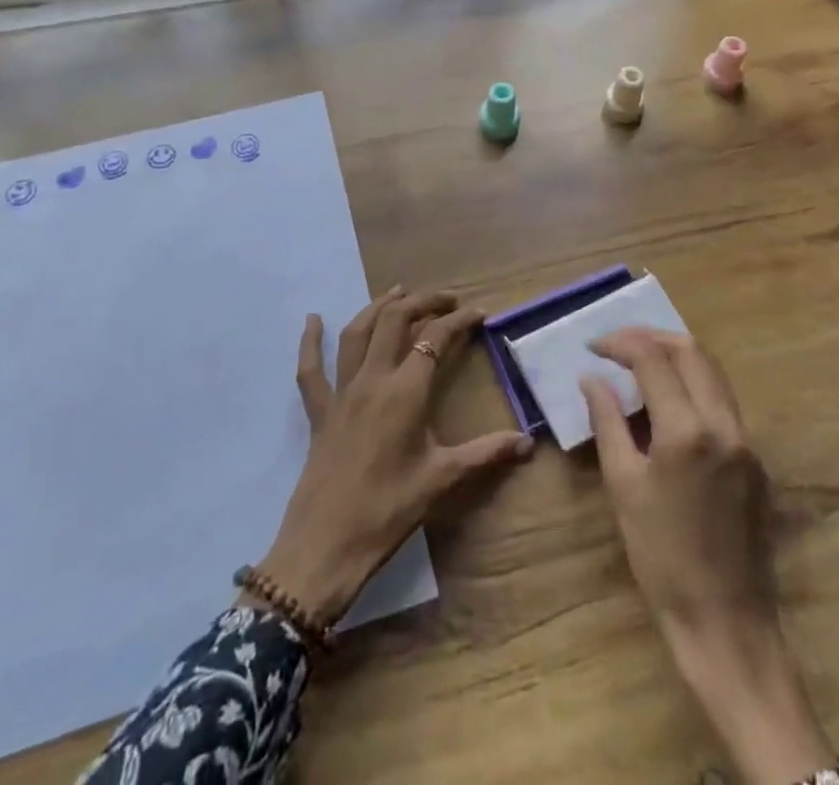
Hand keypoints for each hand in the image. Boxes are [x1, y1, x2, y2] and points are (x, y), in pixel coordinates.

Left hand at [253, 287, 531, 625]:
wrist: (325, 546)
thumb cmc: (388, 510)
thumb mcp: (442, 480)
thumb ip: (486, 454)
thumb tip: (528, 443)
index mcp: (404, 392)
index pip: (435, 339)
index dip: (458, 321)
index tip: (479, 313)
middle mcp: (372, 379)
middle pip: (395, 321)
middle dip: (422, 302)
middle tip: (446, 299)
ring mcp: (341, 392)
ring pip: (357, 333)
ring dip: (379, 307)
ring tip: (398, 292)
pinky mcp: (318, 411)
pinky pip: (310, 369)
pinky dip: (310, 342)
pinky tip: (312, 320)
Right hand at [584, 328, 836, 784]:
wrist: (726, 622)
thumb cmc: (662, 558)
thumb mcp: (623, 486)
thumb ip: (608, 422)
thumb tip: (592, 379)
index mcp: (687, 431)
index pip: (653, 359)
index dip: (621, 343)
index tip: (594, 347)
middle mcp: (724, 424)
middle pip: (691, 351)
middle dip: (652, 338)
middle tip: (618, 345)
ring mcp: (746, 441)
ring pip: (713, 372)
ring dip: (676, 356)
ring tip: (640, 363)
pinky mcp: (756, 459)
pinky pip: (723, 401)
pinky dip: (694, 385)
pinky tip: (668, 402)